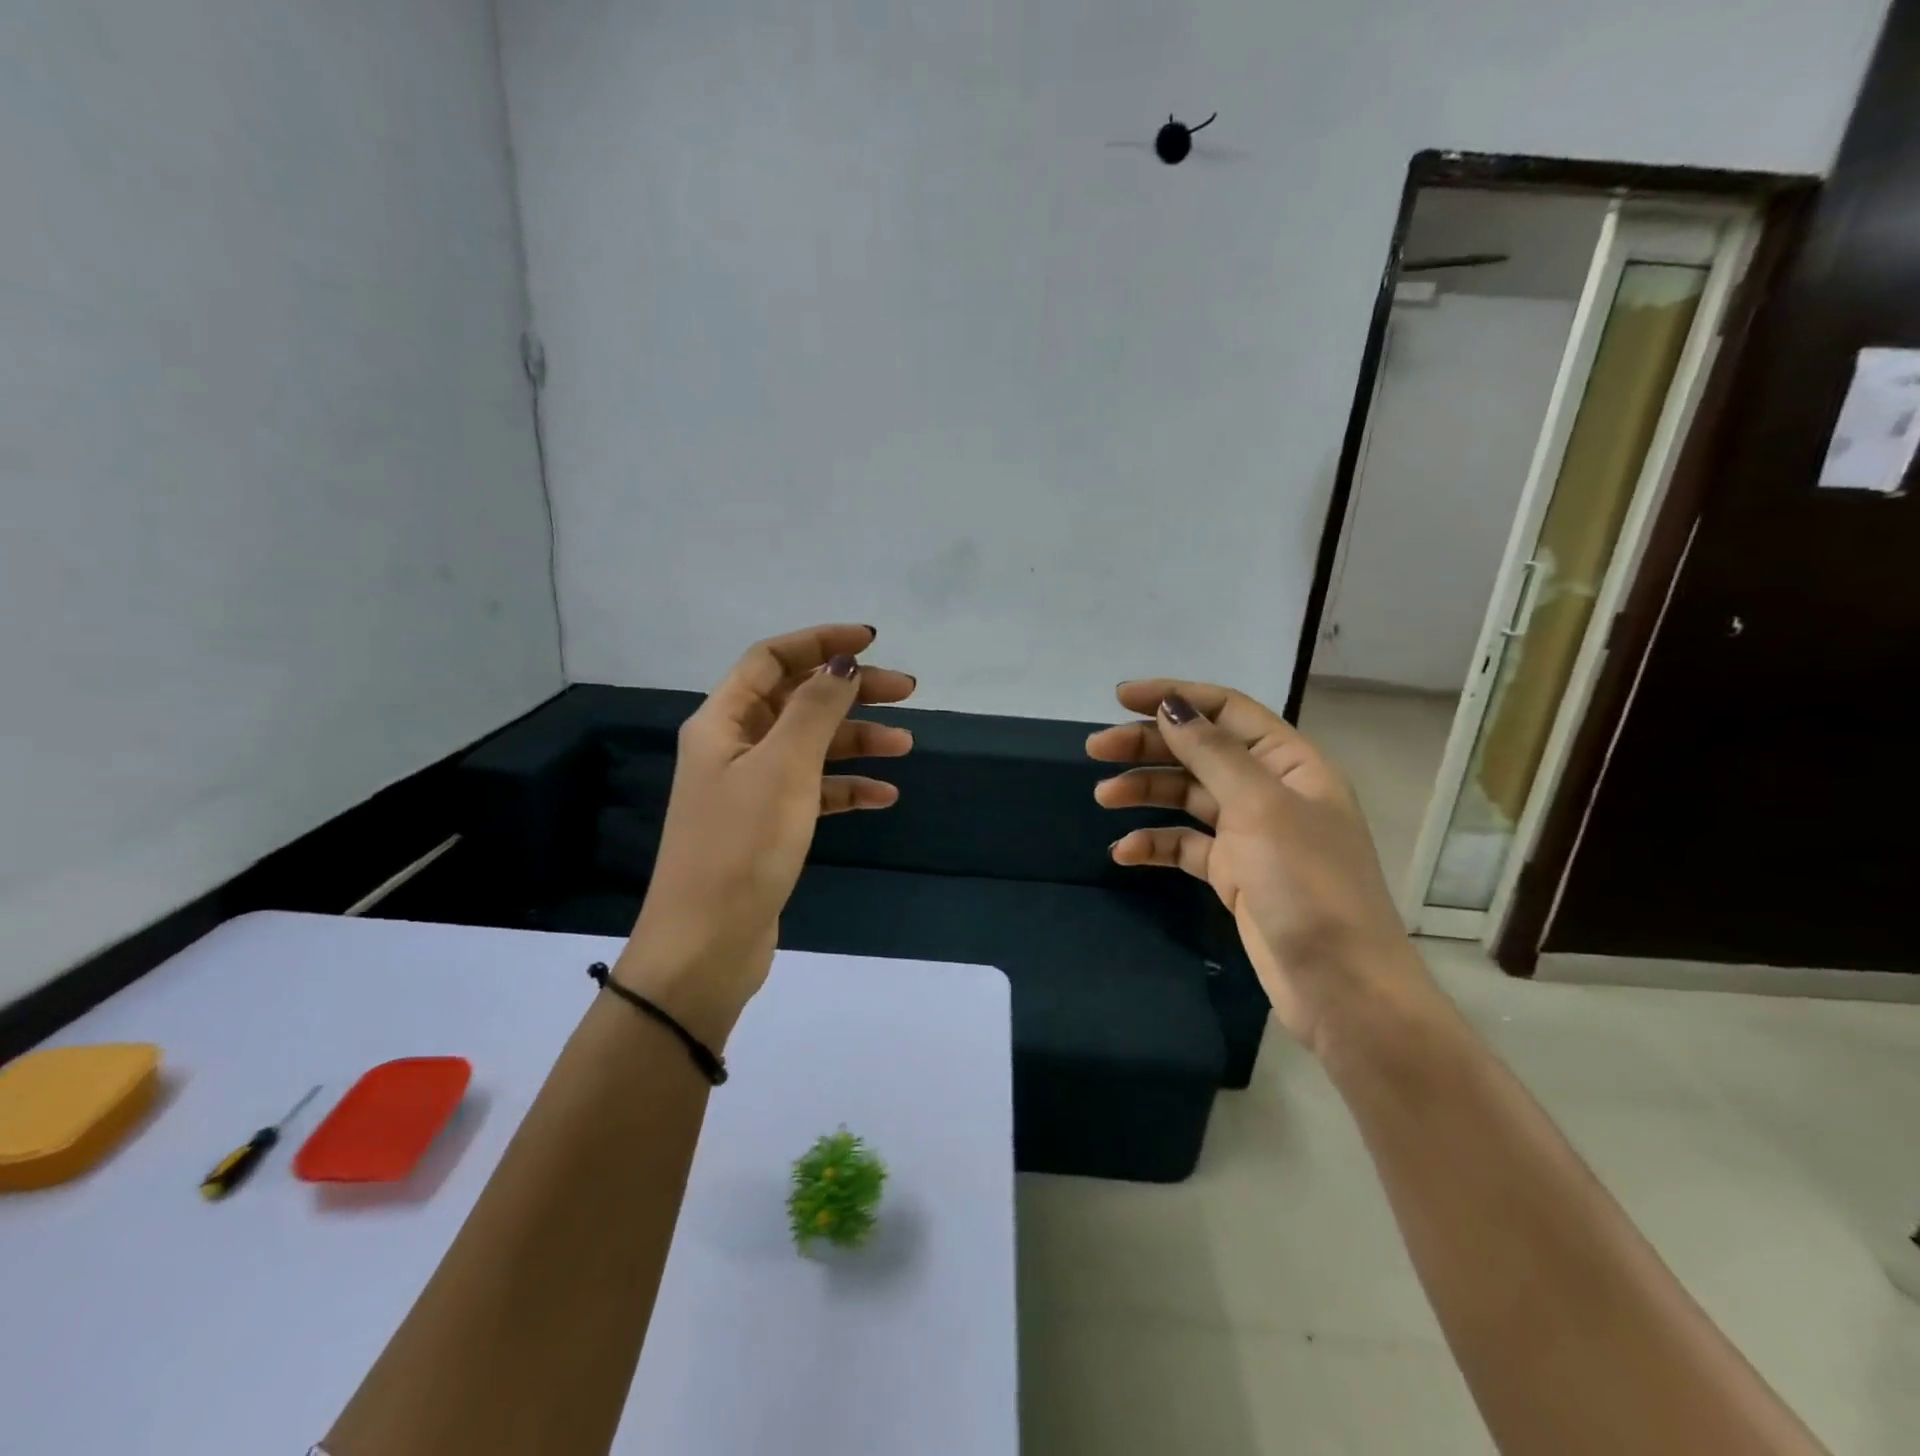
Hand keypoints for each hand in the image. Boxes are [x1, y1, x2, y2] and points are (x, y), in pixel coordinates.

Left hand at [614, 625, 914, 1045]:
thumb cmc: (742, 847)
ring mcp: (750, 788)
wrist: (707, 945)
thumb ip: (815, 709)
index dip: (820, 642)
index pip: (771, 659)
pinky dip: (847, 788)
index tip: (872, 643)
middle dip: (851, 692)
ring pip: (811, 747)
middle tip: (907, 692)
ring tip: (906, 747)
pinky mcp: (768, 826)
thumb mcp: (784, 768)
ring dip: (856, 741)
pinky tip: (883, 796)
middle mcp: (732, 747)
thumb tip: (842, 663)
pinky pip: (814, 791)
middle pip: (797, 700)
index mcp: (722, 722)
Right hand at [1087, 680, 1428, 1054]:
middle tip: (1095, 749)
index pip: (1226, 711)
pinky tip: (1124, 852)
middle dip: (1148, 746)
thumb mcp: (1260, 807)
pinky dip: (1155, 843)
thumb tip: (1172, 705)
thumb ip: (1212, 752)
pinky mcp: (1233, 874)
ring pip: (1187, 796)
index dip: (1175, 697)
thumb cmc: (1307, 884)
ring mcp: (1251, 834)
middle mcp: (1270, 791)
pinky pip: (1185, 845)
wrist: (1339, 984)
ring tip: (1104, 797)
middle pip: (1200, 752)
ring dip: (1145, 792)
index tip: (1120, 698)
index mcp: (1290, 763)